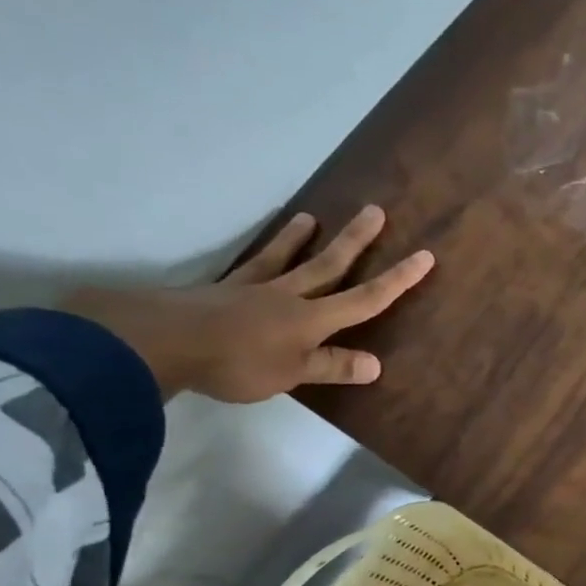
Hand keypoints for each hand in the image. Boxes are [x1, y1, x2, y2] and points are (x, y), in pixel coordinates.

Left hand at [61, 206, 433, 402]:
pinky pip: (248, 268)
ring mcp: (252, 289)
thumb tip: (376, 364)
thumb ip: (331, 366)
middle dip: (357, 240)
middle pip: (329, 265)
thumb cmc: (236, 363)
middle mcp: (289, 296)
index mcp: (312, 318)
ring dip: (300, 238)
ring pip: (285, 259)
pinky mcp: (220, 291)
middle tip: (375, 210)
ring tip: (311, 217)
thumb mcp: (291, 374)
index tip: (424, 256)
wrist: (161, 342)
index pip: (366, 298)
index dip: (397, 279)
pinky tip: (260, 253)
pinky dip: (257, 257)